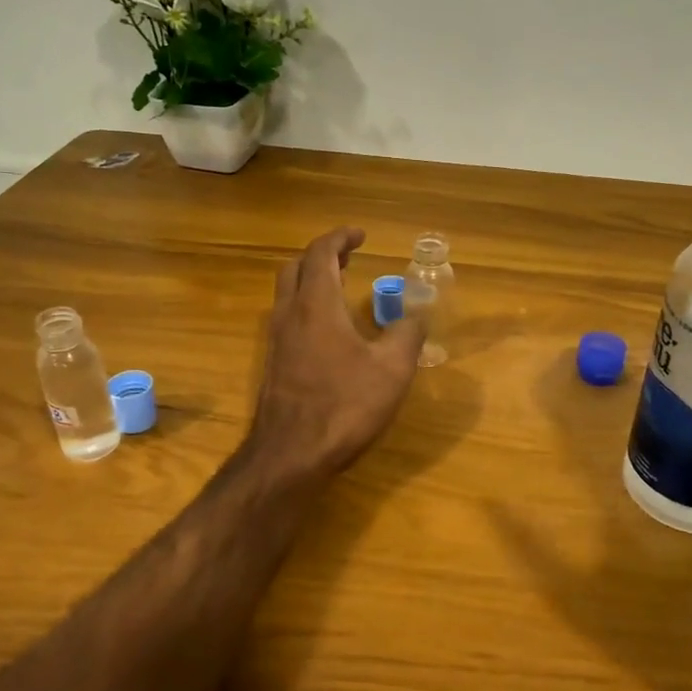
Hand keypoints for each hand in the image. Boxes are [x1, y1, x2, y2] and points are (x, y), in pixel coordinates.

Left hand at [249, 226, 427, 481]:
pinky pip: (287, 319)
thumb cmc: (344, 406)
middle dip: (321, 255)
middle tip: (349, 258)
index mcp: (317, 305)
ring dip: (311, 281)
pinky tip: (328, 331)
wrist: (291, 455)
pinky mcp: (273, 365)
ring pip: (287, 294)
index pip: (320, 254)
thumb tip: (418, 314)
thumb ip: (408, 335)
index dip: (340, 238)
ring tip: (340, 287)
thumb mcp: (392, 370)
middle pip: (296, 268)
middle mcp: (289, 315)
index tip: (361, 235)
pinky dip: (306, 307)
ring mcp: (276, 341)